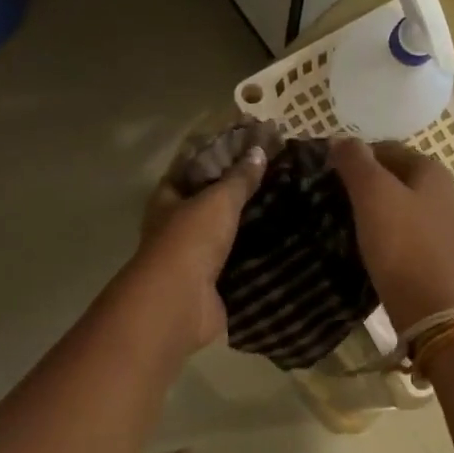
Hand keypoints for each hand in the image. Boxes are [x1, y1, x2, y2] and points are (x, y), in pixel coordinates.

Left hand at [128, 143, 267, 349]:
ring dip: (248, 226)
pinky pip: (237, 263)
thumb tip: (259, 151)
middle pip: (208, 203)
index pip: (190, 170)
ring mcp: (192, 258)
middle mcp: (175, 227)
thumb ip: (239, 178)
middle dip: (237, 194)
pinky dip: (255, 256)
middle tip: (276, 179)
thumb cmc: (191, 240)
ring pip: (224, 234)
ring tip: (286, 209)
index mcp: (167, 200)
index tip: (250, 149)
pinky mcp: (211, 284)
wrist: (180, 302)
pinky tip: (282, 245)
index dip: (216, 157)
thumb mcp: (218, 200)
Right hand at [329, 138, 453, 328]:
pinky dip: (385, 233)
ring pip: (400, 206)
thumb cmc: (400, 242)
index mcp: (433, 171)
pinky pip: (405, 233)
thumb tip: (341, 140)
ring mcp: (444, 227)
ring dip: (374, 209)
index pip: (388, 149)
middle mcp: (445, 194)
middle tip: (333, 197)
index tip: (329, 174)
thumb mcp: (372, 193)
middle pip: (395, 178)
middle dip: (365, 183)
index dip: (356, 157)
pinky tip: (366, 245)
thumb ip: (355, 161)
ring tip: (344, 221)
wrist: (426, 306)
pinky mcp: (437, 255)